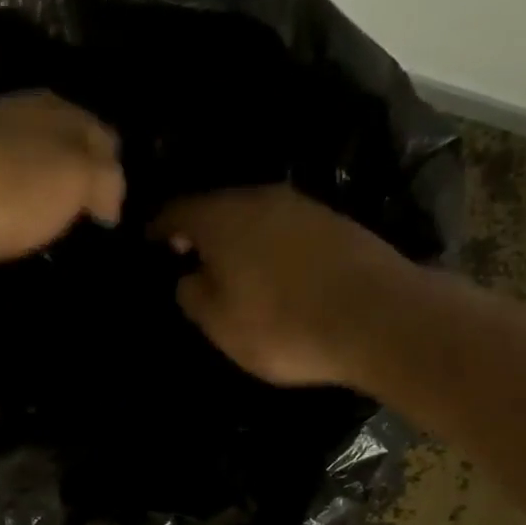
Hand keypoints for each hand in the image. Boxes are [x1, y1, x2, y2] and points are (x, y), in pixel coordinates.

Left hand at [0, 92, 124, 283]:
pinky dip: (7, 216)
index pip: (100, 134)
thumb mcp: (75, 178)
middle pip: (58, 149)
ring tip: (56, 235)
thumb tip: (112, 200)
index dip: (115, 170)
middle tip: (90, 224)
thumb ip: (104, 182)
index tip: (120, 213)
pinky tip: (12, 238)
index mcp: (51, 111)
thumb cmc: (6, 187)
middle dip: (76, 180)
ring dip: (39, 198)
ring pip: (23, 173)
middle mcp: (13, 122)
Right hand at [152, 186, 418, 386]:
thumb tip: (189, 275)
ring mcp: (303, 206)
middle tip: (187, 257)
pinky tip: (272, 269)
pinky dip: (269, 244)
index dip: (157, 229)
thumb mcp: (220, 324)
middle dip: (199, 229)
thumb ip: (193, 295)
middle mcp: (260, 198)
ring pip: (254, 215)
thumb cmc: (282, 326)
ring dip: (238, 236)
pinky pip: (285, 228)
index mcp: (222, 218)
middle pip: (217, 207)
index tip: (148, 245)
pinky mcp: (336, 223)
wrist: (377, 319)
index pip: (175, 211)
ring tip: (230, 266)